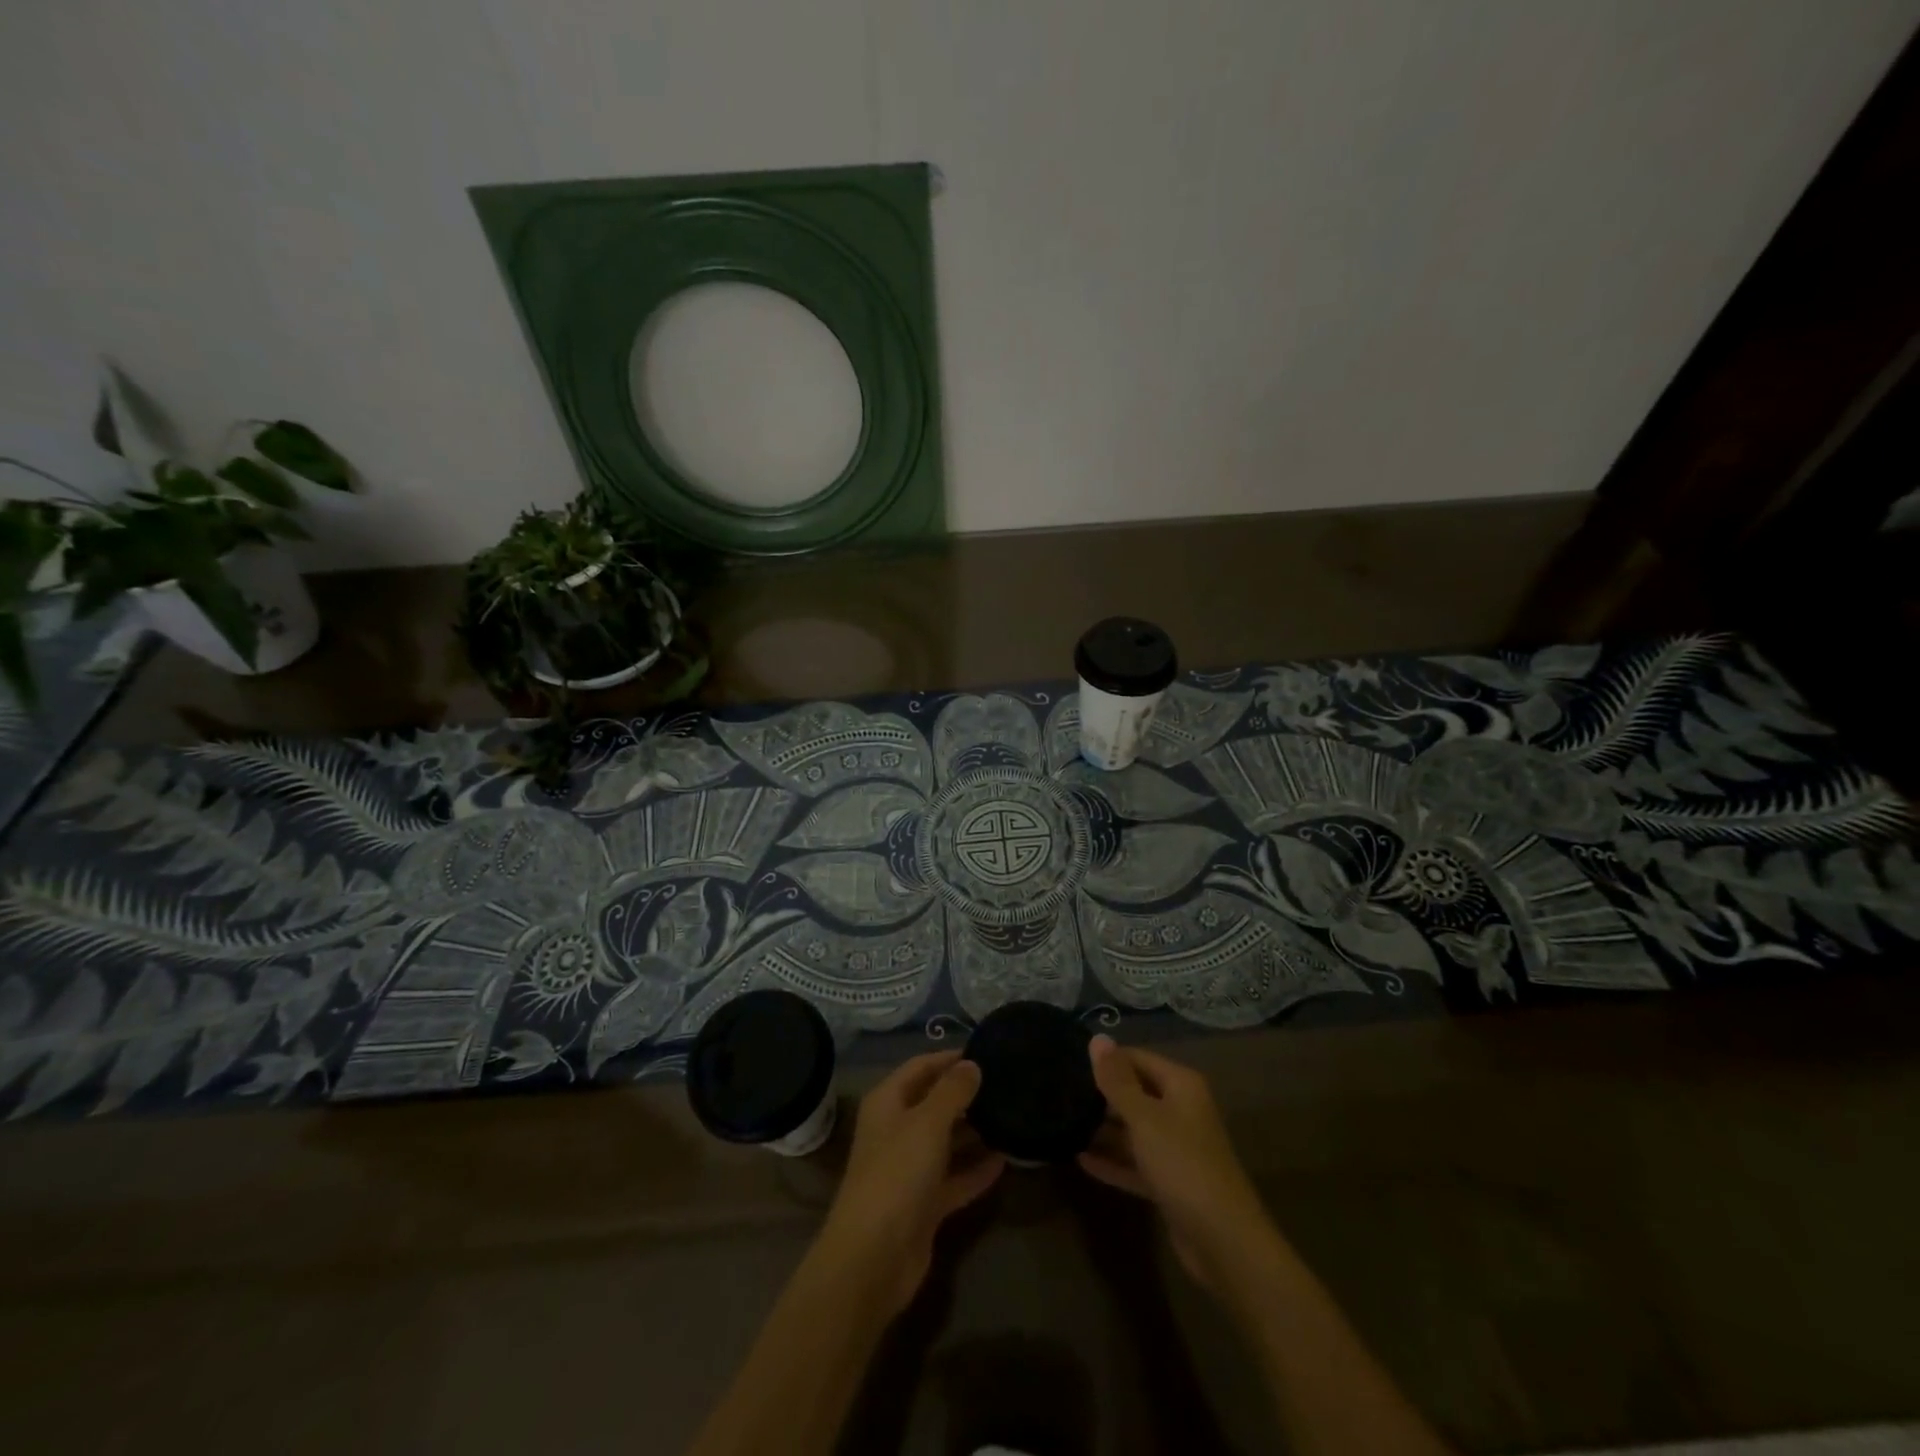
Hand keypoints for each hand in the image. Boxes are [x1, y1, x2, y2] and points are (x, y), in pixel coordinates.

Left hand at [819, 1050, 1005, 1313]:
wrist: (873, 1258)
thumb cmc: (897, 1174)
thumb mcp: (927, 1123)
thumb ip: (952, 1091)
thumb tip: (972, 1064)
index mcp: (888, 1103)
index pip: (920, 1067)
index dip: (949, 1058)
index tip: (986, 1051)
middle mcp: (897, 1131)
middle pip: (934, 1103)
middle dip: (966, 1094)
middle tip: (1006, 1084)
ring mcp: (910, 1169)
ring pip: (946, 1141)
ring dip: (974, 1132)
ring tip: (1011, 1116)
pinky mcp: (925, 1204)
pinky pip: (955, 1178)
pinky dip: (976, 1170)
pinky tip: (1006, 1160)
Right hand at [1078, 1035, 1280, 1291]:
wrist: (1223, 1241)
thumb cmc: (1183, 1164)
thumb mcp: (1144, 1118)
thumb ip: (1117, 1080)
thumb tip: (1097, 1037)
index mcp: (1181, 1086)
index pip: (1136, 1058)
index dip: (1106, 1060)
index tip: (1068, 1062)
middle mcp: (1180, 1110)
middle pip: (1135, 1092)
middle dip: (1101, 1095)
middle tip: (1059, 1093)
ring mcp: (1176, 1148)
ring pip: (1133, 1130)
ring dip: (1103, 1129)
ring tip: (1062, 1123)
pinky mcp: (1169, 1181)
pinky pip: (1135, 1162)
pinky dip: (1112, 1161)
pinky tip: (1080, 1159)